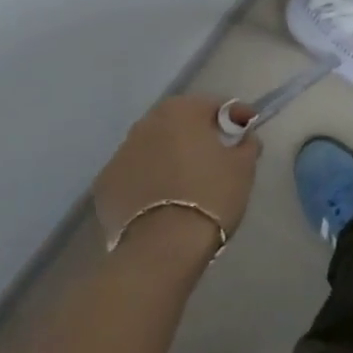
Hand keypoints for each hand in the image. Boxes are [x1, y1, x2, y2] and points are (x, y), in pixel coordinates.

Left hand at [92, 94, 258, 256]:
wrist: (163, 248)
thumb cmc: (211, 196)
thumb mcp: (243, 166)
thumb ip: (246, 143)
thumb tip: (242, 137)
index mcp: (180, 111)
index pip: (213, 105)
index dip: (235, 117)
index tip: (248, 131)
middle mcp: (145, 124)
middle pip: (179, 123)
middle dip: (198, 134)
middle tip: (217, 156)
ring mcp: (119, 155)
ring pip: (154, 148)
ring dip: (170, 157)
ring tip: (188, 182)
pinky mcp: (104, 187)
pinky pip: (135, 175)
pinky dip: (149, 180)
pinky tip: (163, 201)